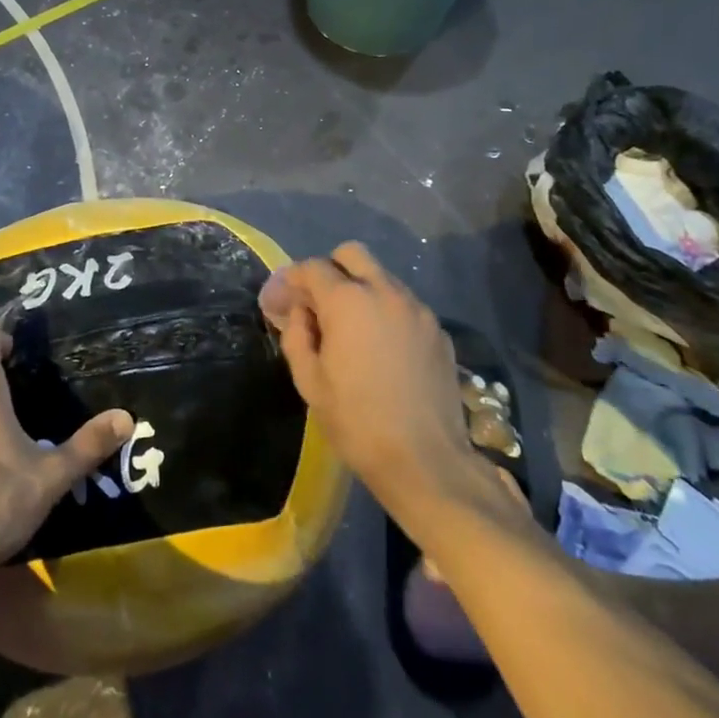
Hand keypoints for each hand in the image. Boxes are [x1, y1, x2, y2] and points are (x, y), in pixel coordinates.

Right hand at [259, 243, 480, 513]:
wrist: (428, 462)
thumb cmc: (357, 422)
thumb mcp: (309, 382)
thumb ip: (296, 335)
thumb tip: (298, 312)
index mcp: (348, 301)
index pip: (312, 268)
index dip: (290, 280)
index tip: (279, 302)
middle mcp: (385, 292)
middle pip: (352, 255)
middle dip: (329, 270)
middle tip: (317, 305)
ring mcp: (417, 309)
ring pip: (382, 277)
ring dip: (360, 289)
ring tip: (350, 329)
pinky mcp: (438, 330)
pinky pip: (404, 304)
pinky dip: (386, 311)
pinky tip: (381, 347)